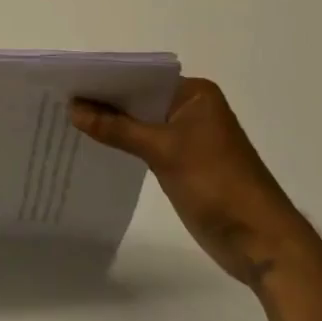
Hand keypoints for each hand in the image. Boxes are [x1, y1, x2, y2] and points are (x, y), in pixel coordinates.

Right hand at [71, 77, 311, 287]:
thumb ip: (117, 129)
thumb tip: (73, 108)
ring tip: (67, 120)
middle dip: (105, 102)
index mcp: (195, 94)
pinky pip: (146, 144)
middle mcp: (191, 108)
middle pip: (139, 98)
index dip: (106, 79)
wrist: (261, 243)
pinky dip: (124, 144)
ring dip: (112, 124)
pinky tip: (94, 145)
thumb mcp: (163, 151)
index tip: (69, 82)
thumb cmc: (217, 185)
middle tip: (60, 99)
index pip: (142, 77)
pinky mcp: (183, 163)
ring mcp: (188, 137)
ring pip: (140, 122)